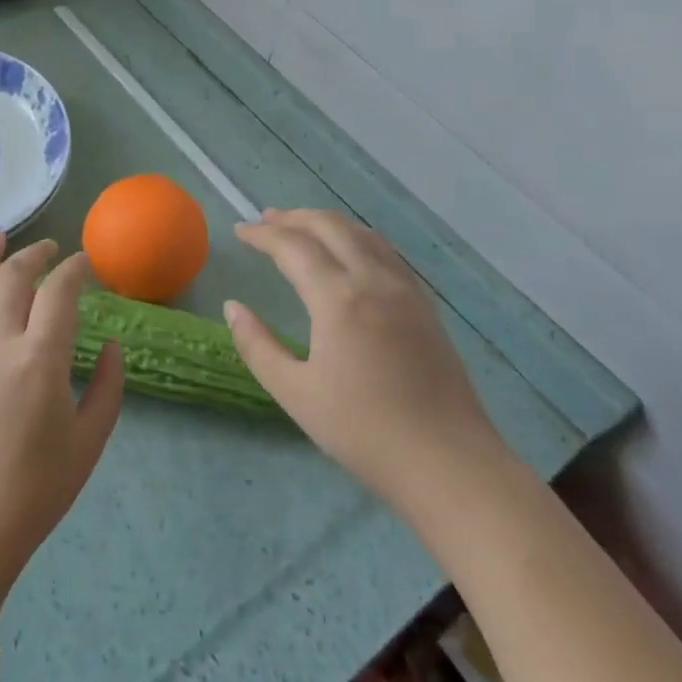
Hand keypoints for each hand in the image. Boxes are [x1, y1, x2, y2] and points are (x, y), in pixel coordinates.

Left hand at [0, 232, 124, 591]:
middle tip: (52, 249)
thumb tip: (110, 346)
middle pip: (12, 277)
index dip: (75, 270)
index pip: (59, 292)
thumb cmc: (37, 489)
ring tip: (0, 237)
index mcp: (40, 359)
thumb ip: (107, 387)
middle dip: (35, 255)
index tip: (86, 264)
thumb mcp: (90, 441)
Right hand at [225, 209, 503, 507]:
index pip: (293, 246)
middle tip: (265, 221)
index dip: (262, 234)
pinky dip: (356, 238)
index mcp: (338, 298)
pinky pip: (386, 252)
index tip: (239, 232)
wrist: (449, 464)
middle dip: (293, 218)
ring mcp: (405, 290)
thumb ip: (257, 346)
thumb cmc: (364, 431)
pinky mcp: (425, 305)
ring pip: (362, 233)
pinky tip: (349, 253)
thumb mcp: (295, 394)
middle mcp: (373, 280)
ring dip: (326, 223)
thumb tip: (232, 307)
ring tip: (301, 228)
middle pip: (330, 226)